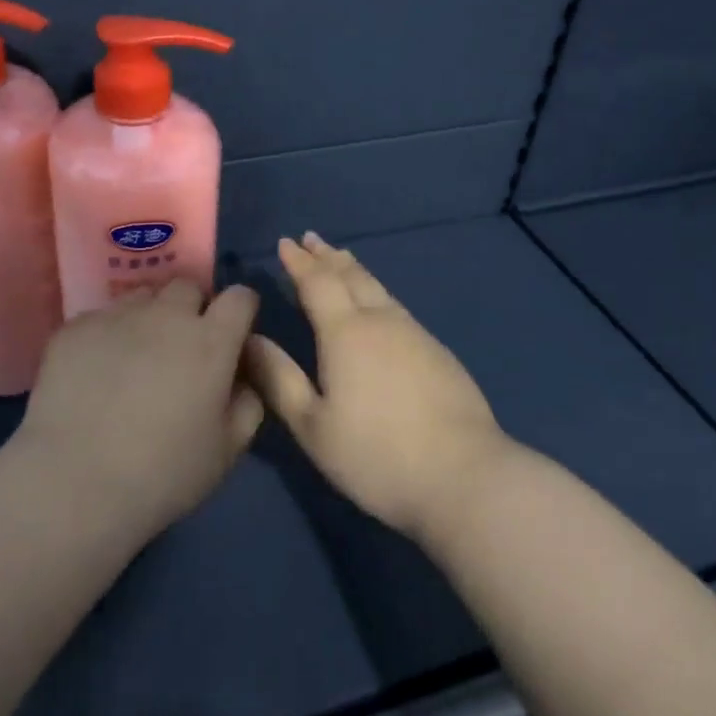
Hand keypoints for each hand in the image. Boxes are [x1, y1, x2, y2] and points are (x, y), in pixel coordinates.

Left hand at [14, 279, 264, 540]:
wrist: (74, 484)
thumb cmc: (163, 473)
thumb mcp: (227, 450)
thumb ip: (247, 403)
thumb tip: (242, 376)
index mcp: (211, 341)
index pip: (240, 297)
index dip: (240, 312)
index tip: (232, 335)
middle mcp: (166, 315)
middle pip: (188, 287)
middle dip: (192, 308)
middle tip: (181, 348)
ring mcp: (116, 317)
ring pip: (142, 297)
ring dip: (149, 317)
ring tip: (136, 356)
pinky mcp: (74, 328)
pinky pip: (101, 317)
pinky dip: (107, 335)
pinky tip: (95, 372)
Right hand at [245, 233, 512, 542]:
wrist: (465, 476)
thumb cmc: (376, 455)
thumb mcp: (313, 426)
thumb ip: (279, 379)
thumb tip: (251, 339)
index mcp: (345, 333)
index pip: (317, 283)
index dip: (299, 262)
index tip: (285, 243)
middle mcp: (382, 322)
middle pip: (351, 277)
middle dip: (328, 257)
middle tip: (311, 240)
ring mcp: (416, 335)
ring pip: (379, 289)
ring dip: (354, 270)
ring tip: (341, 259)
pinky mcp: (439, 353)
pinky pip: (397, 307)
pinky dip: (377, 293)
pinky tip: (379, 304)